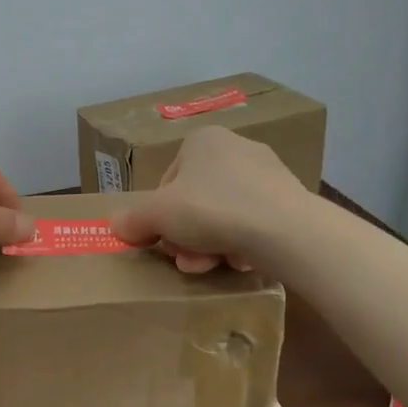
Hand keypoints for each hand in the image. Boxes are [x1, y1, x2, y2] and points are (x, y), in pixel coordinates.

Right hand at [112, 126, 309, 272]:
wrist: (287, 231)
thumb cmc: (212, 209)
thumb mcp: (158, 215)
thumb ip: (133, 220)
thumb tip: (116, 225)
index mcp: (202, 140)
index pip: (169, 180)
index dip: (160, 214)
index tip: (162, 239)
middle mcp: (237, 148)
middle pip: (197, 199)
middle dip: (187, 234)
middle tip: (185, 260)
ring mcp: (268, 174)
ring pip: (225, 214)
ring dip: (211, 243)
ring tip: (211, 266)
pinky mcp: (291, 201)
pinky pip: (254, 223)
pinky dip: (242, 242)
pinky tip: (241, 262)